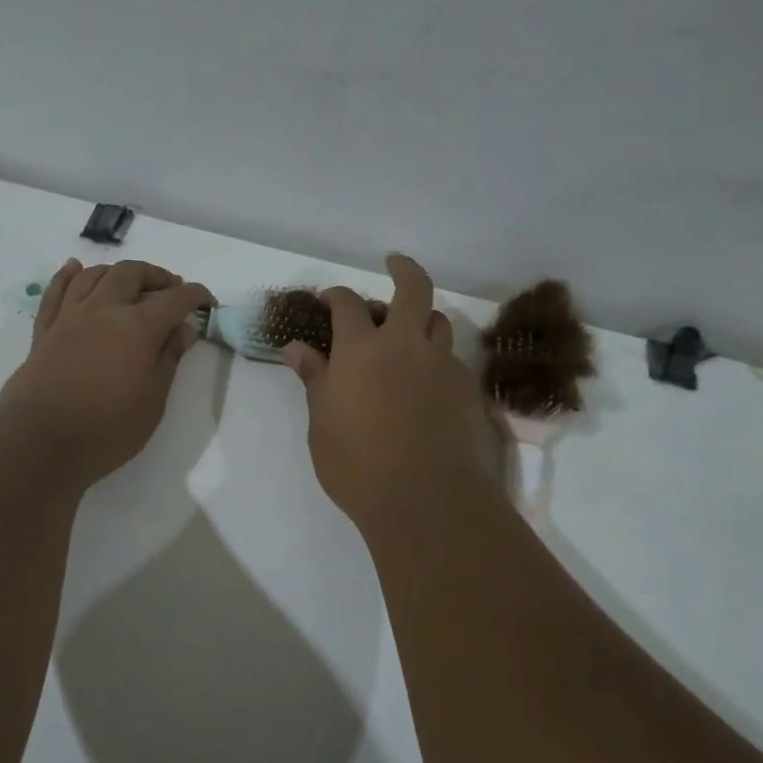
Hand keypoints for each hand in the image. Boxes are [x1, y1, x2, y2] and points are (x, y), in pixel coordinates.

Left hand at [0, 259, 215, 485]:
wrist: (39, 441)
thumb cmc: (107, 427)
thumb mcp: (153, 399)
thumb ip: (169, 358)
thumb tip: (184, 328)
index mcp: (138, 326)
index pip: (175, 299)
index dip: (196, 296)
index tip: (208, 303)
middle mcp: (104, 309)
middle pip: (132, 273)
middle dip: (156, 276)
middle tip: (171, 291)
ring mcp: (70, 317)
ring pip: (94, 275)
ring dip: (117, 272)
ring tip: (131, 285)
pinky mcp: (44, 330)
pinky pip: (56, 291)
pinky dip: (68, 275)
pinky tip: (76, 269)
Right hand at [283, 255, 500, 528]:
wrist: (425, 499)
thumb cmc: (357, 464)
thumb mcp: (322, 423)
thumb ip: (314, 378)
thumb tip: (295, 348)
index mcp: (361, 349)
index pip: (347, 304)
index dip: (336, 296)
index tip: (329, 299)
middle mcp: (405, 344)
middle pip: (412, 288)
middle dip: (402, 269)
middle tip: (394, 264)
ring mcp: (441, 364)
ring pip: (438, 321)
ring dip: (422, 317)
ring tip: (410, 330)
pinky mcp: (467, 387)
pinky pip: (451, 358)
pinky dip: (436, 357)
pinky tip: (427, 381)